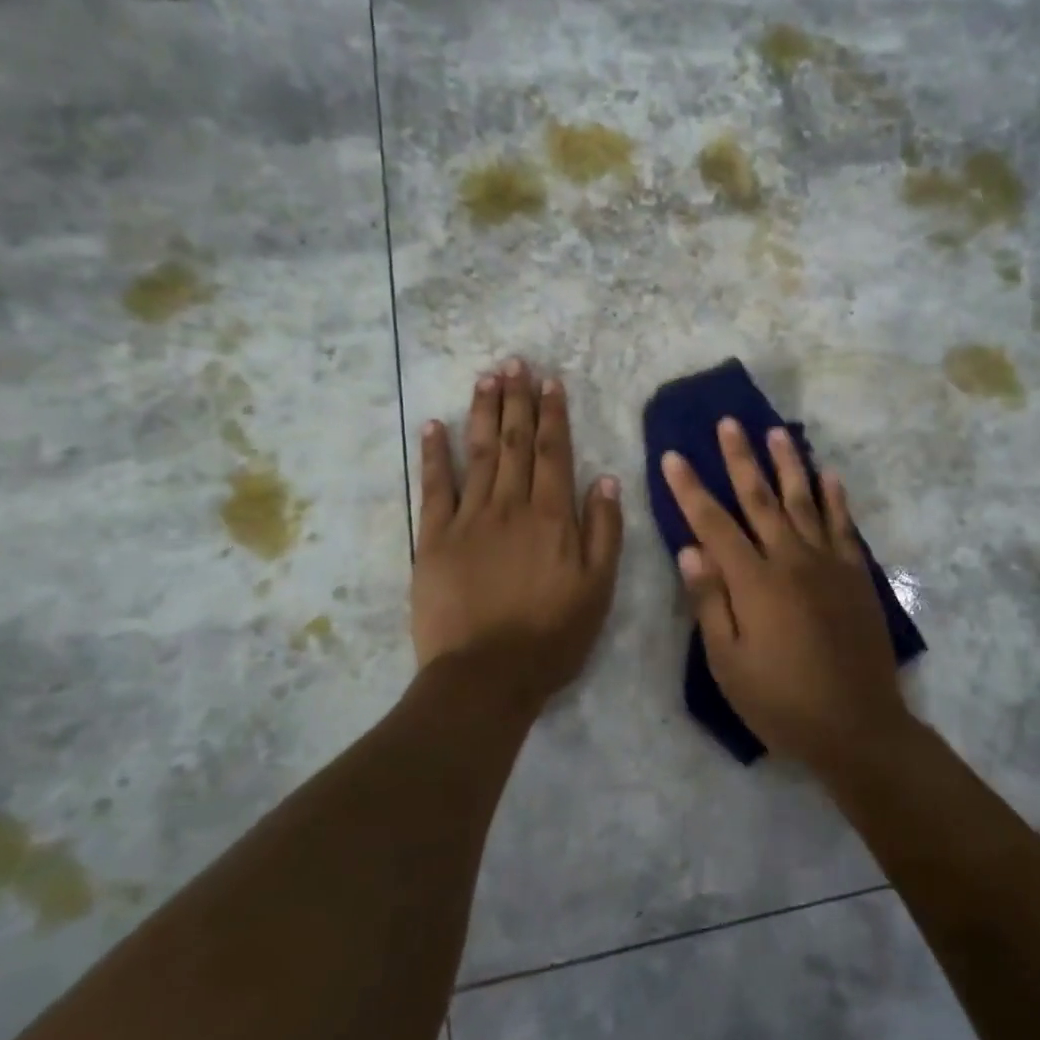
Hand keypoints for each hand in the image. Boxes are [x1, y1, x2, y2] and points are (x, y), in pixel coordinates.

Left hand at [412, 360, 623, 707]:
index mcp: (552, 517)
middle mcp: (511, 506)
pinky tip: (434, 426)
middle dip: (516, 400)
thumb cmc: (551, 636)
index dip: (551, 414)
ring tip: (486, 377)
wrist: (486, 677)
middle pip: (513, 442)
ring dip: (482, 412)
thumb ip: (603, 532)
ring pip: (478, 453)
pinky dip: (435, 454)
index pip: (552, 452)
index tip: (549, 382)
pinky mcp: (434, 539)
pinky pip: (435, 488)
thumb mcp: (598, 589)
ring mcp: (469, 519)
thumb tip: (605, 480)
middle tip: (514, 363)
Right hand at [661, 420, 907, 769]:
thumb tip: (689, 549)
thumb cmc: (781, 701)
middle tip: (729, 423)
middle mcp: (791, 560)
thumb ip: (709, 602)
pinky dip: (835, 497)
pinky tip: (829, 474)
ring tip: (776, 431)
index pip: (713, 523)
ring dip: (788, 463)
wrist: (858, 726)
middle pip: (760, 498)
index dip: (690, 489)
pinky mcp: (856, 575)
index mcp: (754, 582)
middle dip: (740, 459)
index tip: (673, 455)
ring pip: (803, 501)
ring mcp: (828, 564)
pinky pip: (843, 525)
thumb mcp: (729, 663)